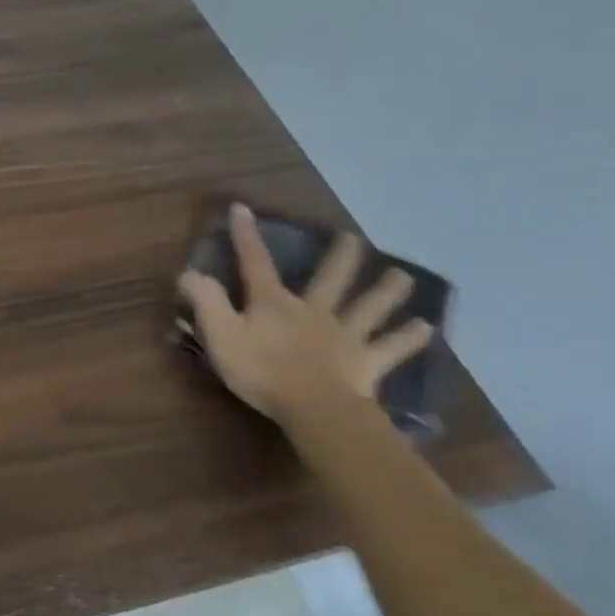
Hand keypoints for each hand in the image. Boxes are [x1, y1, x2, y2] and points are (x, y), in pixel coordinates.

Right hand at [179, 204, 434, 422]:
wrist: (314, 407)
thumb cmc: (261, 370)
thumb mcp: (220, 334)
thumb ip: (205, 301)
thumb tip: (189, 271)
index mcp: (274, 304)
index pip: (255, 263)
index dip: (246, 236)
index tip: (242, 208)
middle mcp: (314, 311)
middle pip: (331, 279)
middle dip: (340, 257)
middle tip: (352, 238)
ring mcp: (346, 336)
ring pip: (370, 307)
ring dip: (387, 291)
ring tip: (403, 277)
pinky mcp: (367, 363)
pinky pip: (392, 348)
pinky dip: (408, 338)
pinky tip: (426, 329)